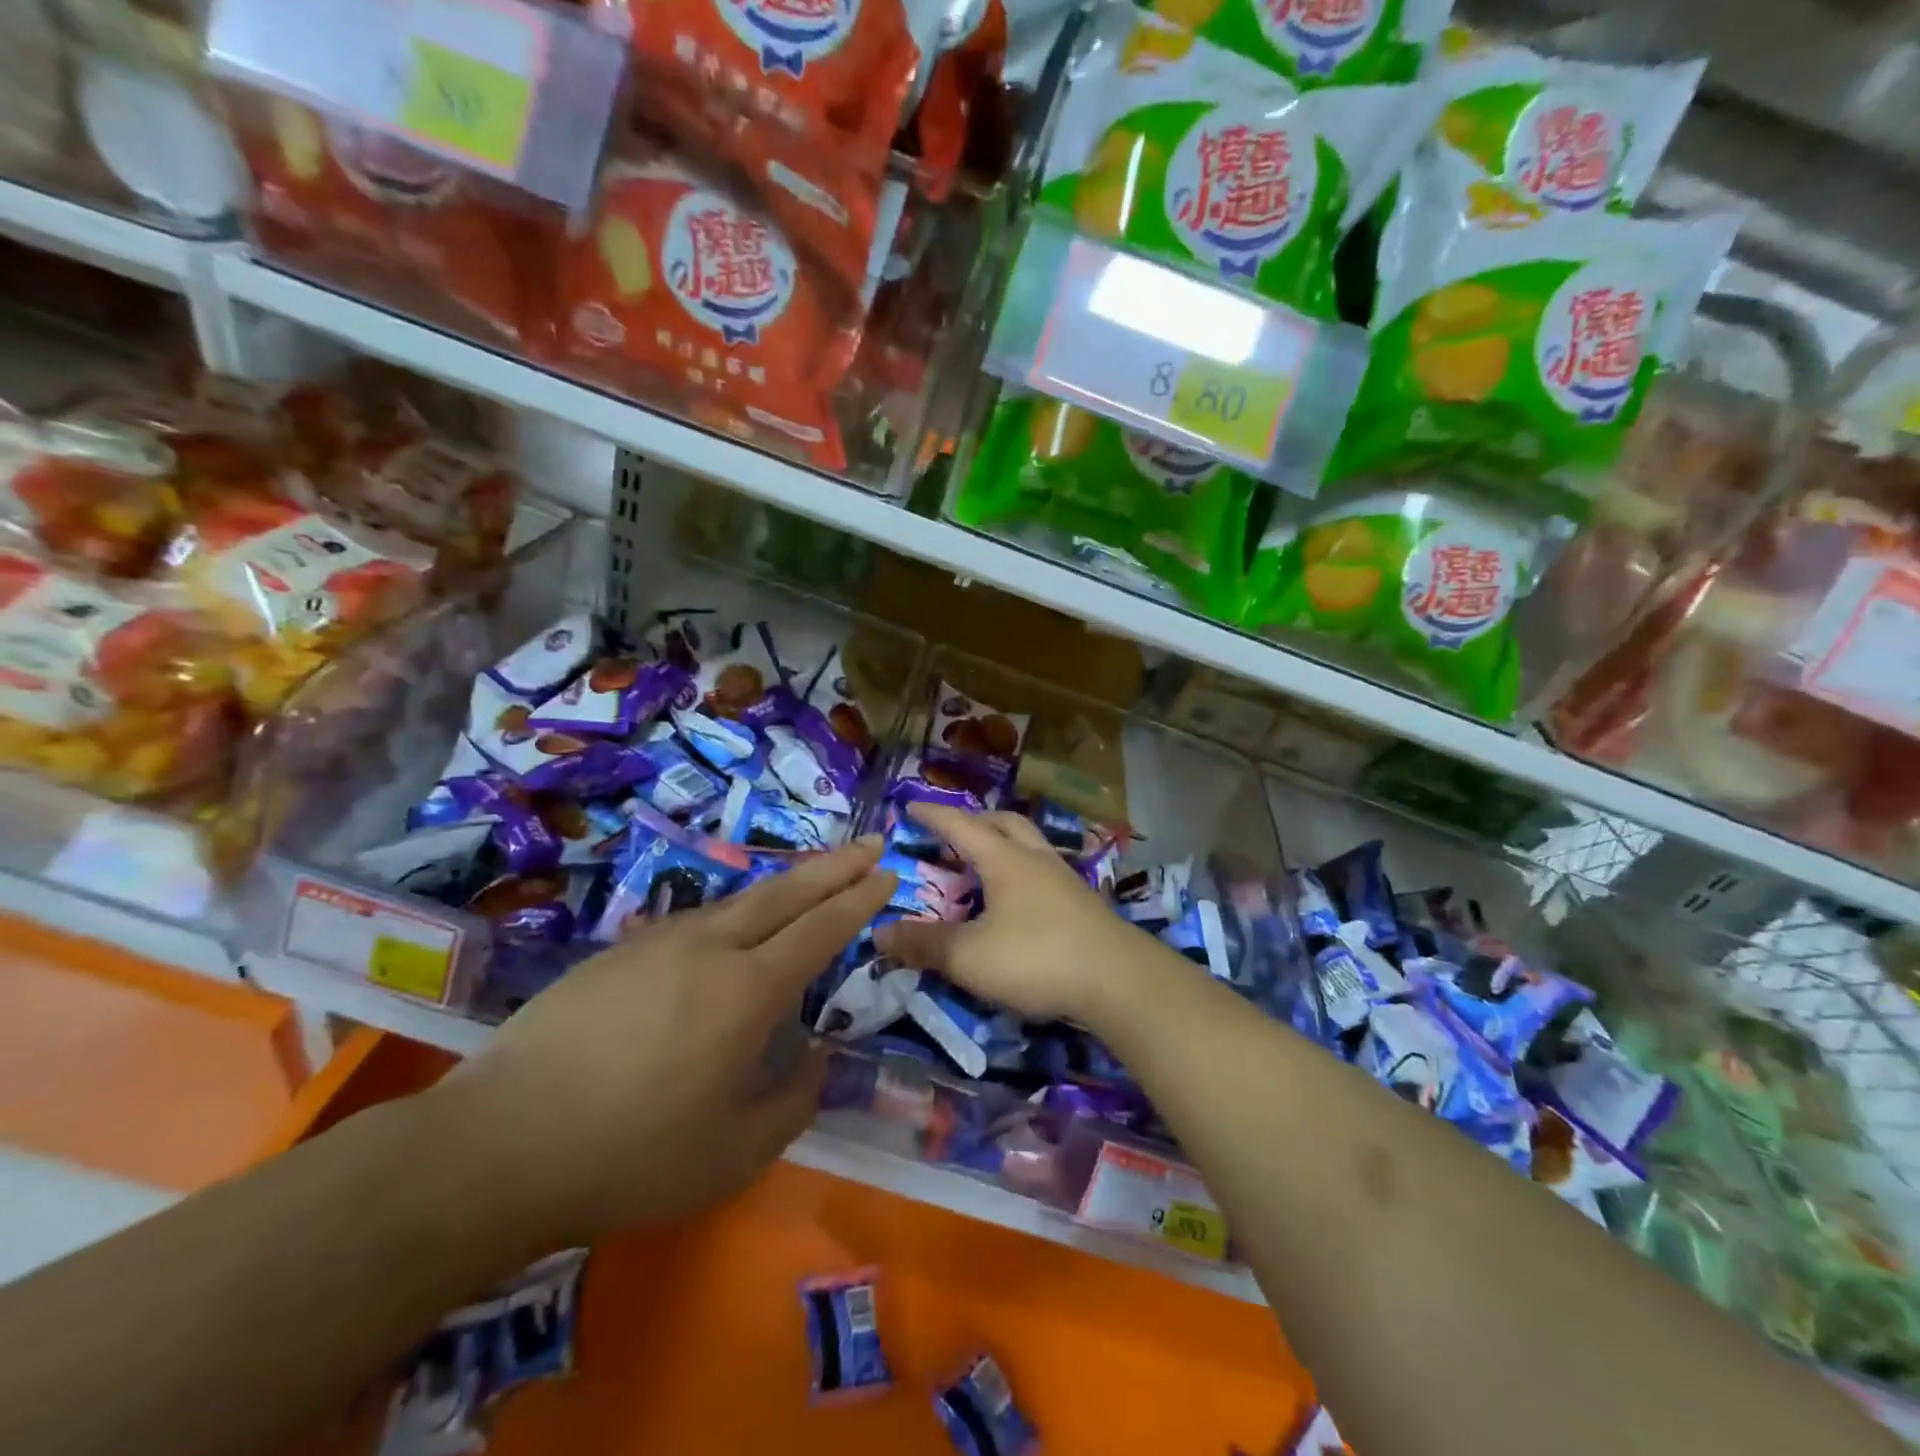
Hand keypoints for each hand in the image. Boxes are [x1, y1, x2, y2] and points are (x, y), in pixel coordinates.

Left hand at [430, 840, 894, 1245]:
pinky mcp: (619, 951)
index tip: (889, 874)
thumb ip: (793, 1101)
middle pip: (786, 893)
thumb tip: (816, 1058)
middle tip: (870, 844)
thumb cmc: (629, 1156)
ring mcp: (659, 942)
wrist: (497, 1144)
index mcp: (747, 991)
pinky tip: (732, 928)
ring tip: (812, 879)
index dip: (860, 900)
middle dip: (835, 866)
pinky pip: (696, 919)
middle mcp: (710, 948)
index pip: (821, 929)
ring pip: (739, 900)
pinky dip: (736, 912)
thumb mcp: (734, 1154)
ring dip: (785, 885)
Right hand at [873, 805, 1169, 1024]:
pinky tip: (1020, 900)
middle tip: (953, 833)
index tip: (911, 806)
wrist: (1118, 981)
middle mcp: (1036, 859)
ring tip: (986, 864)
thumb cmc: (1037, 957)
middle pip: (1004, 823)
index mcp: (1005, 860)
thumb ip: (925, 944)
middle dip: (975, 821)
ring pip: (1030, 844)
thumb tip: (879, 934)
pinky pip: (1045, 871)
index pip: (961, 825)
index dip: (934, 815)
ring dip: (1004, 844)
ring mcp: (1064, 879)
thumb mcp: (969, 957)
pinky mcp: (1083, 904)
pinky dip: (1023, 872)